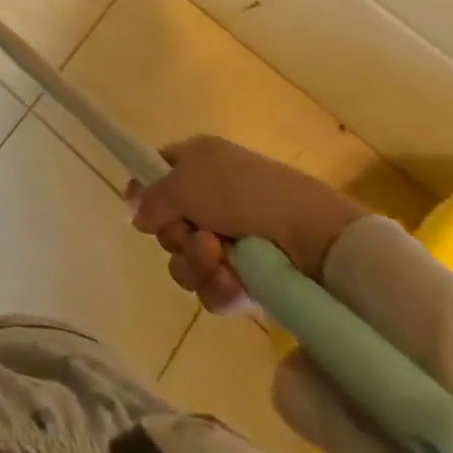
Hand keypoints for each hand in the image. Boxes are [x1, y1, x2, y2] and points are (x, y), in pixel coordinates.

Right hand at [126, 135, 368, 312]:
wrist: (315, 235)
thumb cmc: (243, 192)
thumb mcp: (184, 181)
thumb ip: (151, 197)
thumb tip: (137, 216)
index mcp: (198, 162)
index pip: (157, 173)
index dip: (145, 193)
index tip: (144, 211)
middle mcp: (211, 199)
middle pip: (168, 224)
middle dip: (175, 236)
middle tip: (193, 234)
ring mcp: (231, 241)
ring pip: (187, 261)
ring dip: (195, 263)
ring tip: (219, 259)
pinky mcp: (249, 280)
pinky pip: (213, 289)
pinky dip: (217, 288)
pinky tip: (231, 283)